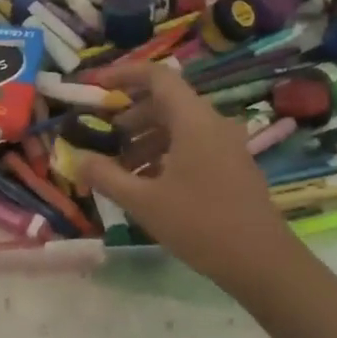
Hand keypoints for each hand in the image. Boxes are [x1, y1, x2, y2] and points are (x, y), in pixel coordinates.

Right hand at [79, 61, 298, 295]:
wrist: (261, 262)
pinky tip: (147, 185)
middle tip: (102, 138)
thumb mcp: (143, 202)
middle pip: (166, 102)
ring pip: (178, 127)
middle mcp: (213, 123)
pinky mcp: (232, 166)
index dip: (123, 75)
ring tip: (120, 169)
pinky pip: (192, 146)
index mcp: (193, 120)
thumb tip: (75, 159)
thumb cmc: (200, 224)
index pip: (157, 76)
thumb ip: (105, 176)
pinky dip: (165, 154)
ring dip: (145, 140)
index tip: (95, 86)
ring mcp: (226, 145)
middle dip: (130, 116)